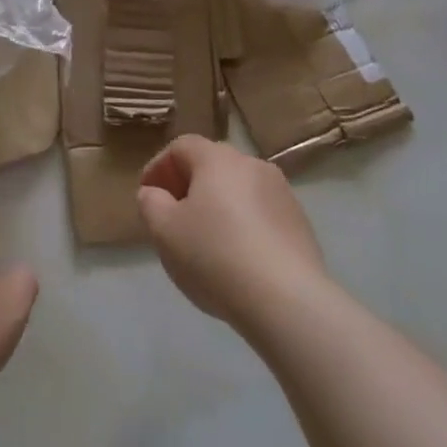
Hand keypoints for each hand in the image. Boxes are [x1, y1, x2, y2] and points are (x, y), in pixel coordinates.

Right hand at [137, 136, 326, 328]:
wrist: (287, 300)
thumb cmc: (215, 256)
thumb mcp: (165, 231)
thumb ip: (151, 204)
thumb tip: (154, 193)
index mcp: (218, 159)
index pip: (182, 146)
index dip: (159, 166)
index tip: (147, 194)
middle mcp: (252, 165)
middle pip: (212, 164)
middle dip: (188, 184)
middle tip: (172, 215)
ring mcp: (282, 192)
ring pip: (238, 189)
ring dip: (217, 204)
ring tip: (204, 238)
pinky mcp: (299, 222)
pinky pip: (260, 212)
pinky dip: (242, 223)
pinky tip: (236, 255)